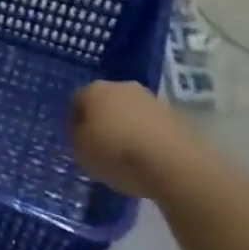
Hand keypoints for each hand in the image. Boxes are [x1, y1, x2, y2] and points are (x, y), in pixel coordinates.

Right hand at [71, 79, 180, 196]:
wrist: (173, 163)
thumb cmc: (117, 154)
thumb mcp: (81, 152)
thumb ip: (77, 138)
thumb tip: (83, 131)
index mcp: (94, 90)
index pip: (77, 100)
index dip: (75, 121)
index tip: (79, 142)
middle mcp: (121, 86)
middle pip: (105, 101)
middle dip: (103, 120)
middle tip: (102, 146)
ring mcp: (150, 98)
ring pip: (130, 111)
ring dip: (127, 126)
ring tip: (128, 155)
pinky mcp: (173, 114)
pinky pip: (151, 124)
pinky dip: (147, 136)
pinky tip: (148, 157)